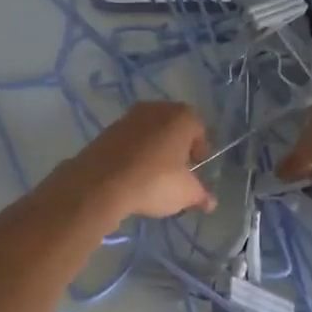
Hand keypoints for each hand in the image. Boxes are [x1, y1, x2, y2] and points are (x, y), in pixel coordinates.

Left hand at [66, 102, 216, 222]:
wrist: (101, 183)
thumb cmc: (155, 181)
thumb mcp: (185, 193)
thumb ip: (201, 195)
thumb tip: (210, 202)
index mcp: (181, 117)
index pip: (199, 130)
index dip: (200, 151)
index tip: (195, 170)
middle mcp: (156, 109)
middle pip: (173, 127)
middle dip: (176, 147)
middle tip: (177, 171)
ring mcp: (128, 117)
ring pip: (150, 133)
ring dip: (154, 149)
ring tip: (152, 176)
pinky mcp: (107, 130)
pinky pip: (129, 140)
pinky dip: (134, 153)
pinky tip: (132, 175)